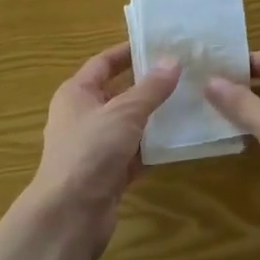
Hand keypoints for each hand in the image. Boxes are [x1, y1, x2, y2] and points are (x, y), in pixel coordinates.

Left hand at [28, 43, 179, 259]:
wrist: (70, 215)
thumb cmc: (91, 151)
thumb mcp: (124, 112)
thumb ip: (151, 88)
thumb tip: (173, 60)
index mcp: (76, 93)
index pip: (103, 63)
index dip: (129, 52)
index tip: (159, 44)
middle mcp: (83, 116)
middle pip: (119, 93)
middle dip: (149, 85)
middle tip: (184, 73)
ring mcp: (95, 147)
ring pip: (130, 125)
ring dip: (155, 117)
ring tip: (190, 102)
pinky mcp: (108, 174)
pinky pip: (136, 153)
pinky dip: (154, 147)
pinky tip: (181, 140)